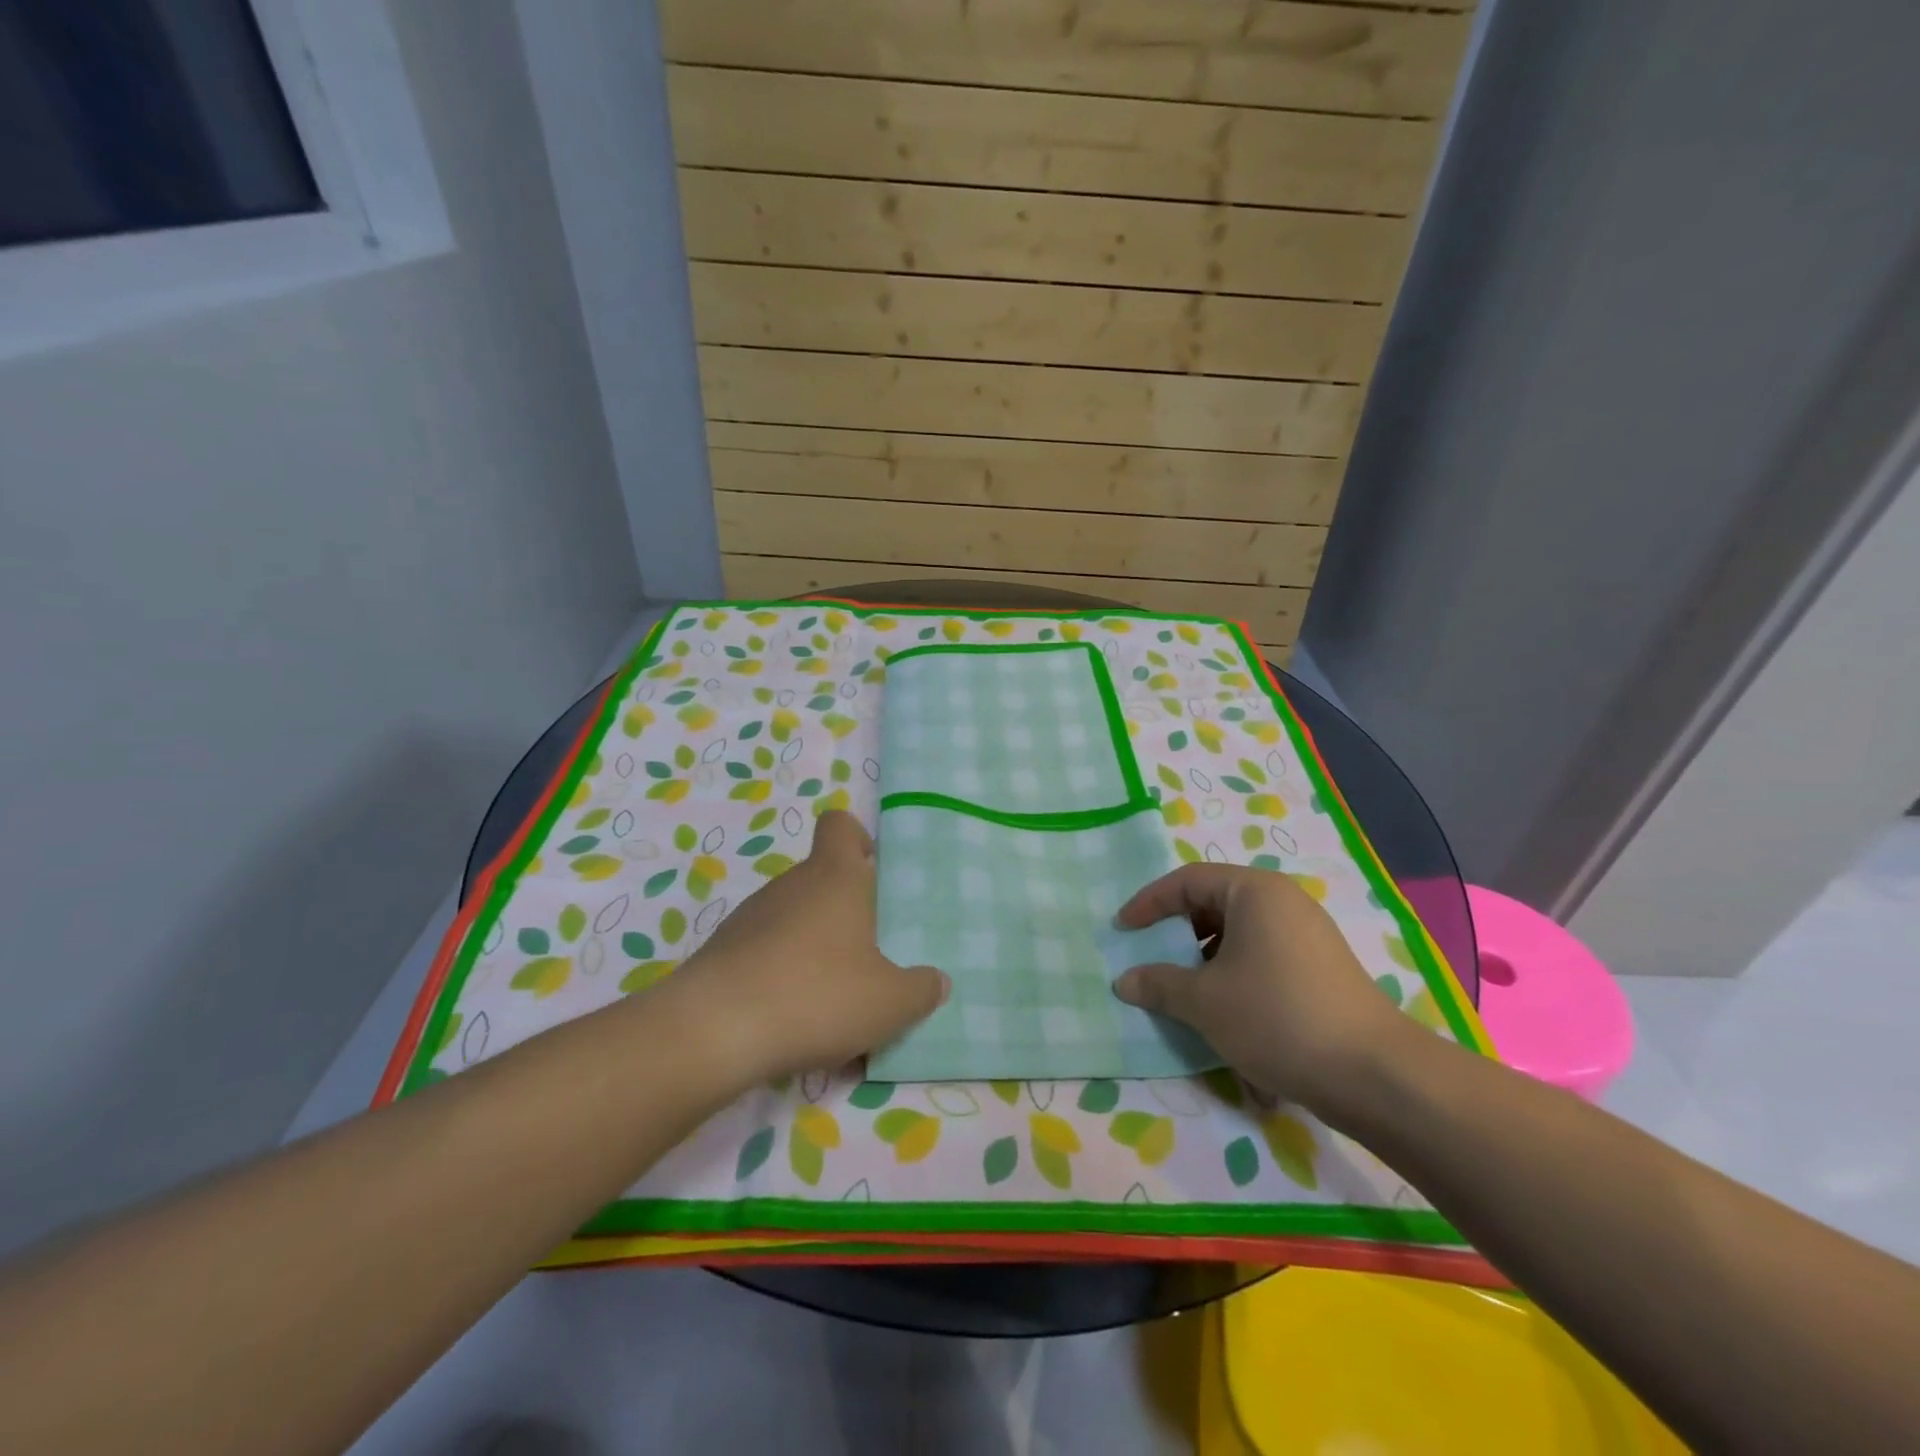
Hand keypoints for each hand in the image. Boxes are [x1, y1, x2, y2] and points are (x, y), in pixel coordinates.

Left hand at [643, 810, 947, 1086]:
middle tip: (871, 957)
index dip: (857, 839)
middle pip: (822, 879)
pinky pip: (766, 953)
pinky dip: (783, 975)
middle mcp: (791, 884)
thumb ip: (921, 990)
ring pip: (794, 920)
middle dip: (847, 913)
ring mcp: (750, 917)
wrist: (714, 1032)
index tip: (872, 873)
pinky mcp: (723, 952)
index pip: (839, 825)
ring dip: (815, 948)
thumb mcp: (889, 1002)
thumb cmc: (817, 995)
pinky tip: (794, 1019)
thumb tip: (936, 982)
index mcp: (835, 877)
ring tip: (834, 1000)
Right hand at [1112, 864, 1410, 1112]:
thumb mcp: (1204, 1001)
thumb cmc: (1276, 1017)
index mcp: (1254, 891)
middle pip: (1214, 902)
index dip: (1148, 902)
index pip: (1187, 880)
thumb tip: (1125, 981)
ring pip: (1238, 933)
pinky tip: (1227, 1012)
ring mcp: (1307, 934)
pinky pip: (1262, 956)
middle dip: (1177, 931)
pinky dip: (1233, 973)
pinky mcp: (1320, 968)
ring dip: (1204, 957)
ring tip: (1185, 990)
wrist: (1374, 1075)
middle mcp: (1283, 901)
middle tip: (1151, 957)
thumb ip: (1158, 984)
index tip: (1122, 929)